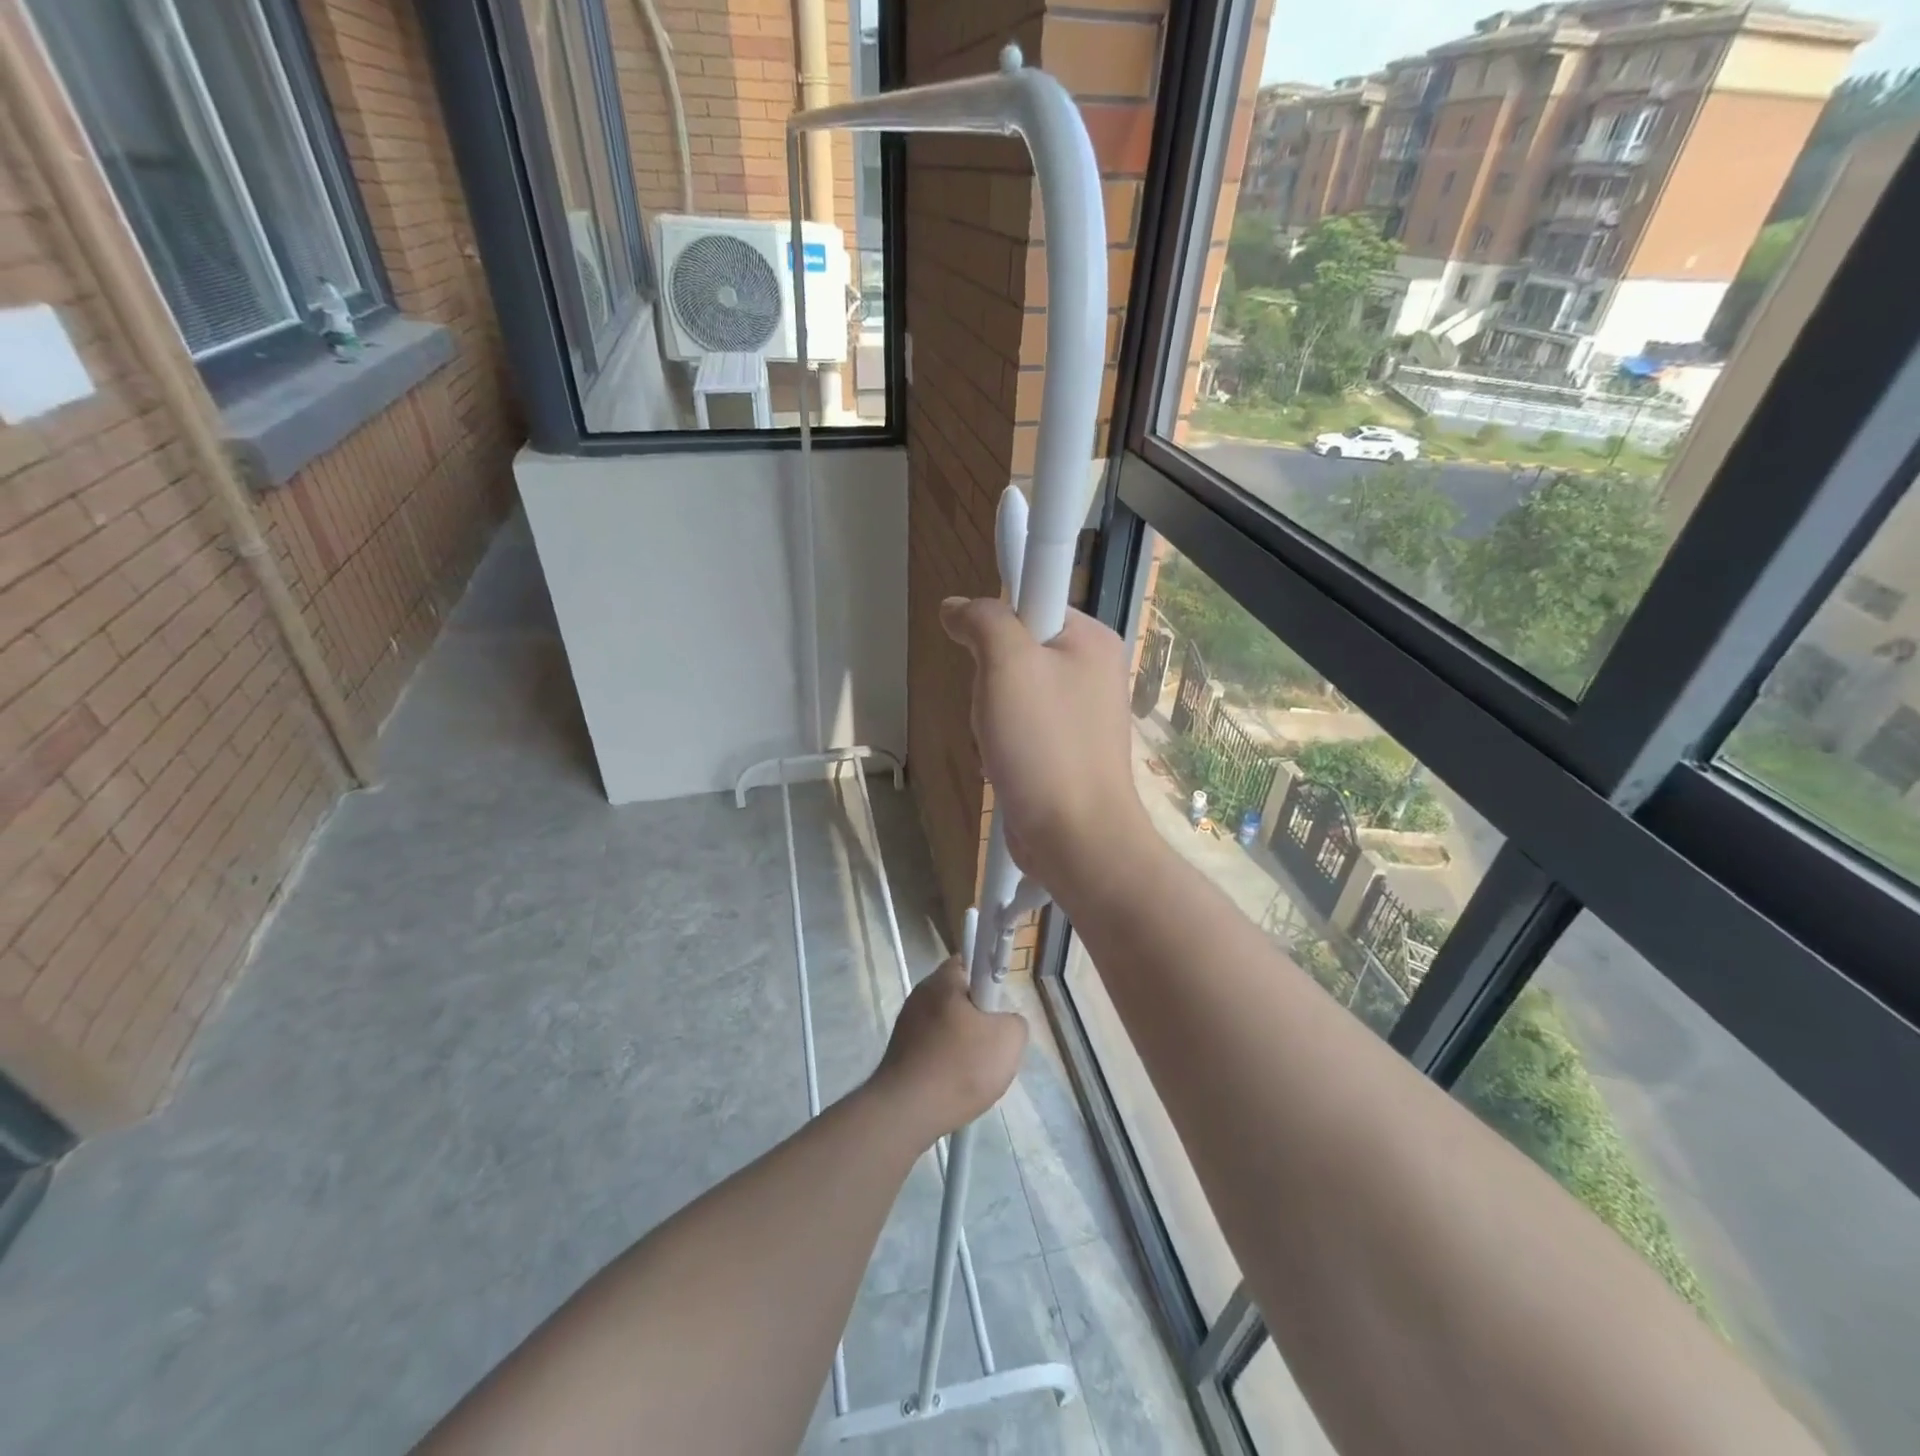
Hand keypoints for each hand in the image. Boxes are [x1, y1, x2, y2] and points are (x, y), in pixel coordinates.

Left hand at [870, 958, 1027, 1142]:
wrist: (907, 1112)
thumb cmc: (960, 1067)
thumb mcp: (1010, 1040)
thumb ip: (1015, 1020)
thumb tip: (1002, 1023)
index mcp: (944, 979)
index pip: (972, 962)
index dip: (990, 980)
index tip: (998, 1008)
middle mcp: (921, 993)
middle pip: (960, 996)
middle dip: (980, 1017)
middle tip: (993, 1043)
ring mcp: (906, 1022)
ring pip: (948, 1024)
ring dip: (963, 1043)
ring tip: (974, 1071)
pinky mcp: (900, 1050)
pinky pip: (934, 1046)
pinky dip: (946, 1061)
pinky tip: (954, 1084)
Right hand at [940, 597, 1151, 895]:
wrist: (1075, 839)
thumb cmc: (1045, 746)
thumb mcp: (1007, 664)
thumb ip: (984, 621)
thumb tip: (957, 607)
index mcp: (1091, 640)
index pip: (1033, 599)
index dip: (998, 621)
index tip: (982, 651)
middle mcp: (1090, 670)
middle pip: (1016, 648)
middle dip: (990, 678)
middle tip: (995, 707)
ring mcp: (1079, 714)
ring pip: (1010, 691)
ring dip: (990, 715)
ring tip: (998, 743)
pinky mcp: (1064, 749)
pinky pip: (1019, 727)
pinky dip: (1001, 742)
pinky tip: (1003, 763)